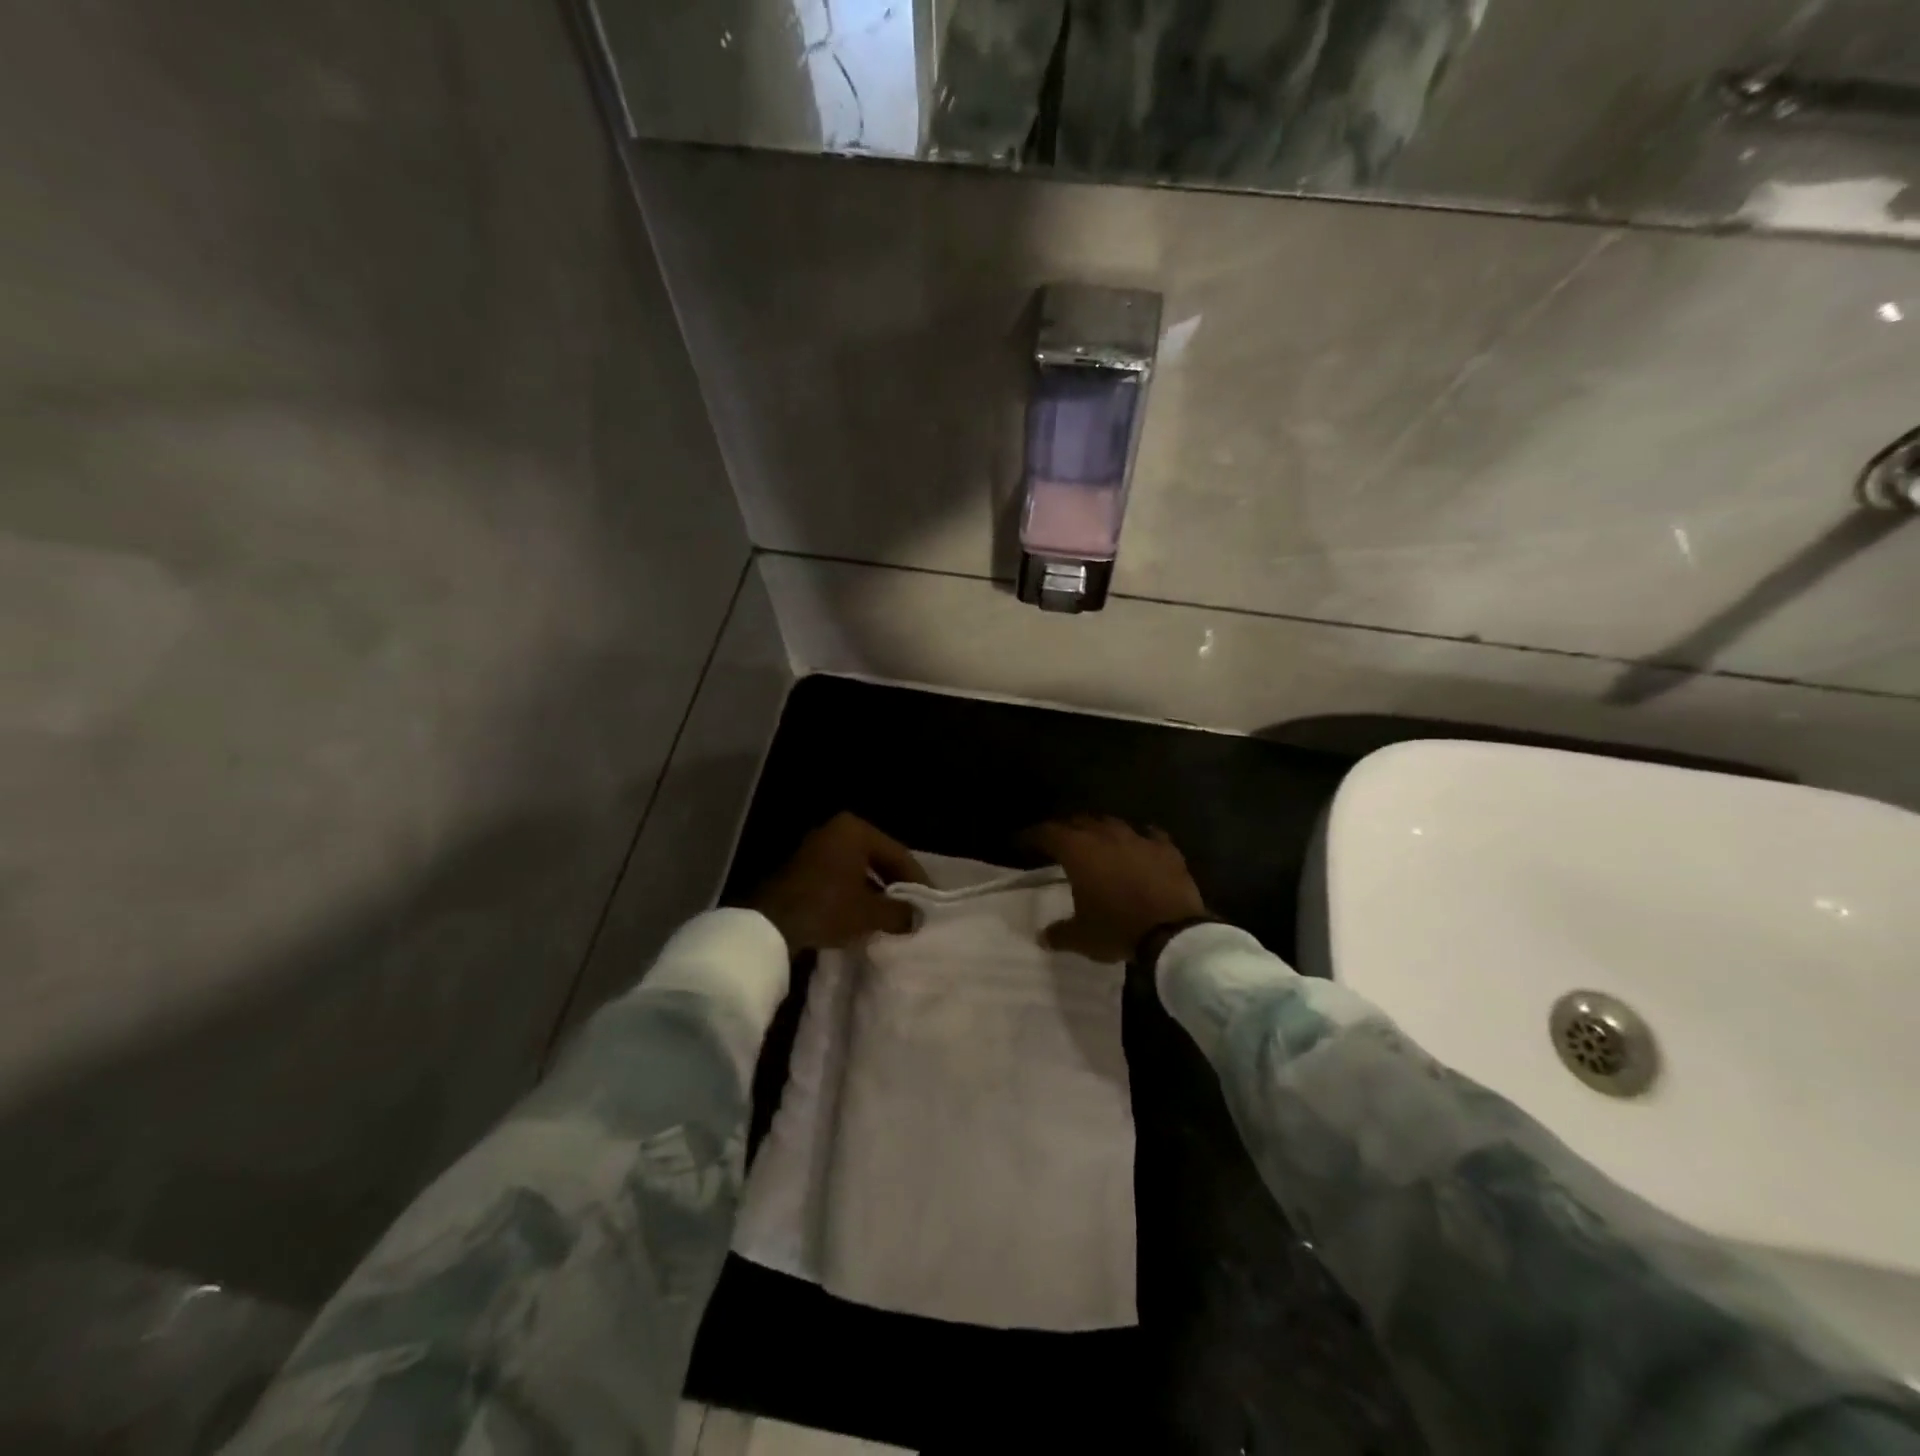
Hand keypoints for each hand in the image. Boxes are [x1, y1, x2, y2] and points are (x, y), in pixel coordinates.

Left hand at [751, 812, 928, 951]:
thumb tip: (917, 918)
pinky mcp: (803, 867)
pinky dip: (854, 893)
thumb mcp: (870, 913)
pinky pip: (840, 877)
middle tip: (913, 909)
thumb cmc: (827, 908)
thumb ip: (900, 912)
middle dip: (896, 885)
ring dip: (875, 891)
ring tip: (891, 916)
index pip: (899, 854)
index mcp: (856, 830)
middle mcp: (837, 830)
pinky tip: (864, 915)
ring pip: (859, 869)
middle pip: (879, 859)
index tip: (931, 904)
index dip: (917, 881)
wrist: (770, 924)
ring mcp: (817, 847)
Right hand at [1024, 816, 1207, 961]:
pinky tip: (1139, 844)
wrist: (1173, 932)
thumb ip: (1059, 933)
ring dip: (1100, 829)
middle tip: (1058, 841)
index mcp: (1078, 851)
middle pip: (1079, 821)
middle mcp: (1105, 836)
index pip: (1047, 832)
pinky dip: (1139, 838)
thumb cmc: (1118, 929)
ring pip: (1112, 823)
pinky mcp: (1166, 848)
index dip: (1032, 836)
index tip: (1022, 842)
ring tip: (1096, 840)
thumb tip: (1042, 937)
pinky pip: (1149, 834)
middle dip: (1065, 829)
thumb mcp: (1081, 937)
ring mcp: (1138, 838)